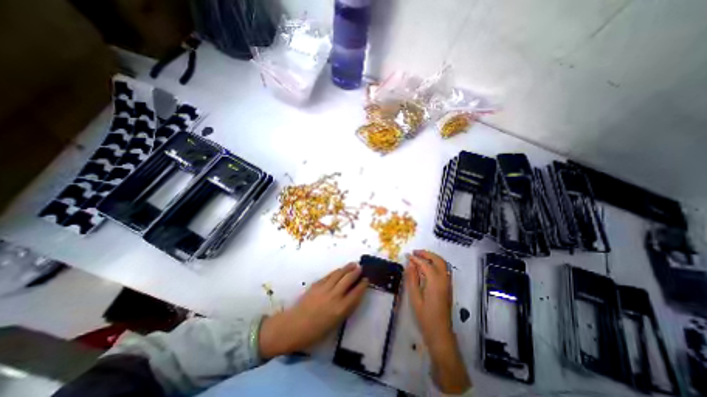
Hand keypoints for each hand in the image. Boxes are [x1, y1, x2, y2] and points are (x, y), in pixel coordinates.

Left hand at [258, 264, 370, 360]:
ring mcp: (325, 288)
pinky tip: (339, 270)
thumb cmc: (315, 332)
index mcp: (341, 309)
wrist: (293, 327)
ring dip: (347, 268)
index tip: (367, 279)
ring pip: (339, 274)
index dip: (363, 285)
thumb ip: (345, 309)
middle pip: (348, 280)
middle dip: (356, 272)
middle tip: (361, 267)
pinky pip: (329, 275)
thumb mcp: (334, 325)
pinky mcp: (316, 284)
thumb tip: (352, 297)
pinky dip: (336, 271)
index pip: (356, 293)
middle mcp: (335, 296)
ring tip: (353, 264)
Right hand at [403, 251, 452, 347]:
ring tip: (419, 257)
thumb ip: (412, 278)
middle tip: (415, 253)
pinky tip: (426, 266)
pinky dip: (435, 263)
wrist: (440, 332)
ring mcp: (448, 283)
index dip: (415, 259)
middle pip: (438, 260)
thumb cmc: (425, 316)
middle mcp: (444, 280)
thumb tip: (409, 264)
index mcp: (435, 282)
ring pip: (442, 264)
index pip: (425, 264)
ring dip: (432, 257)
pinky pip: (443, 269)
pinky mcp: (448, 287)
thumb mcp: (415, 297)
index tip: (407, 256)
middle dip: (426, 254)